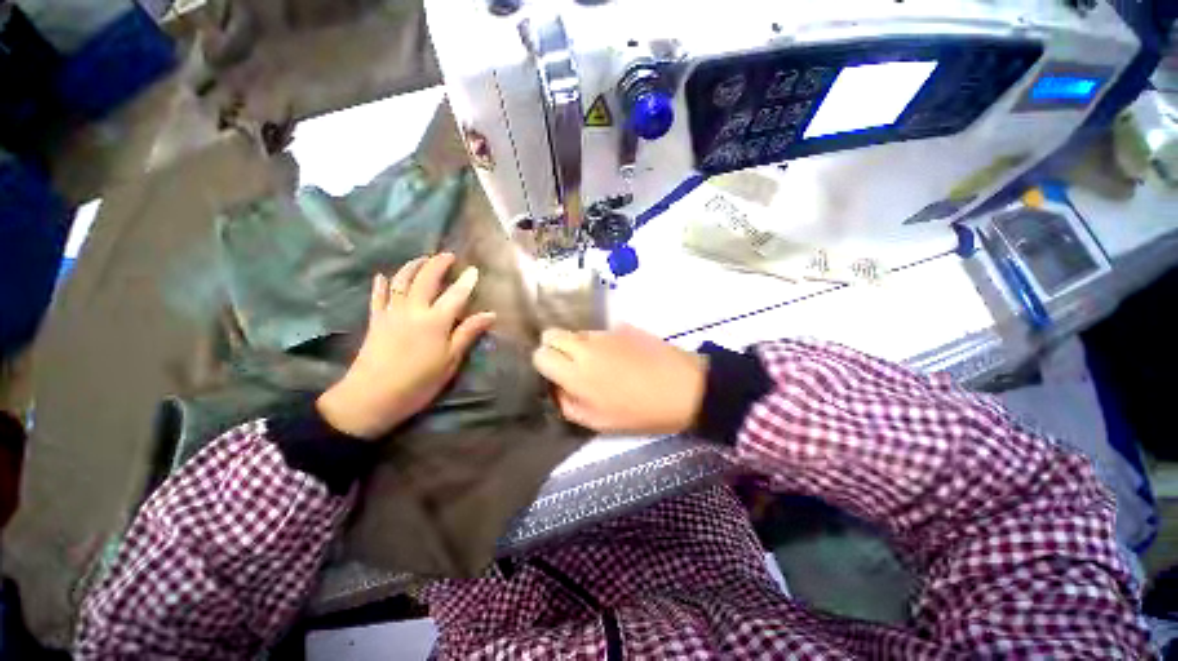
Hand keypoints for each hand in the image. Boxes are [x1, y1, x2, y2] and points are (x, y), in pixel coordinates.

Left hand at [316, 253, 495, 439]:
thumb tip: (490, 314)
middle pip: (425, 279)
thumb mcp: (450, 361)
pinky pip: (377, 297)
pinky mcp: (375, 321)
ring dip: (412, 266)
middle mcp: (413, 310)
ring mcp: (391, 313)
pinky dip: (381, 284)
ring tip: (422, 259)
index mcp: (435, 321)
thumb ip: (467, 334)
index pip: (455, 294)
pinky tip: (382, 276)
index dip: (466, 281)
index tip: (475, 270)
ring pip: (400, 281)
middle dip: (437, 264)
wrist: (371, 398)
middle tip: (448, 255)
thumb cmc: (419, 382)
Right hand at [532, 325, 706, 434]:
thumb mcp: (600, 422)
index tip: (555, 375)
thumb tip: (557, 389)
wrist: (684, 387)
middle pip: (551, 334)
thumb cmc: (642, 412)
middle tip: (570, 366)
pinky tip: (619, 356)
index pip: (540, 355)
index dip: (544, 364)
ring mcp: (604, 333)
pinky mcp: (622, 326)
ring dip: (578, 345)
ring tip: (599, 362)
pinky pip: (599, 332)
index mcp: (576, 374)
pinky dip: (600, 342)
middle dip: (553, 347)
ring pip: (576, 332)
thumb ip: (569, 405)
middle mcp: (585, 347)